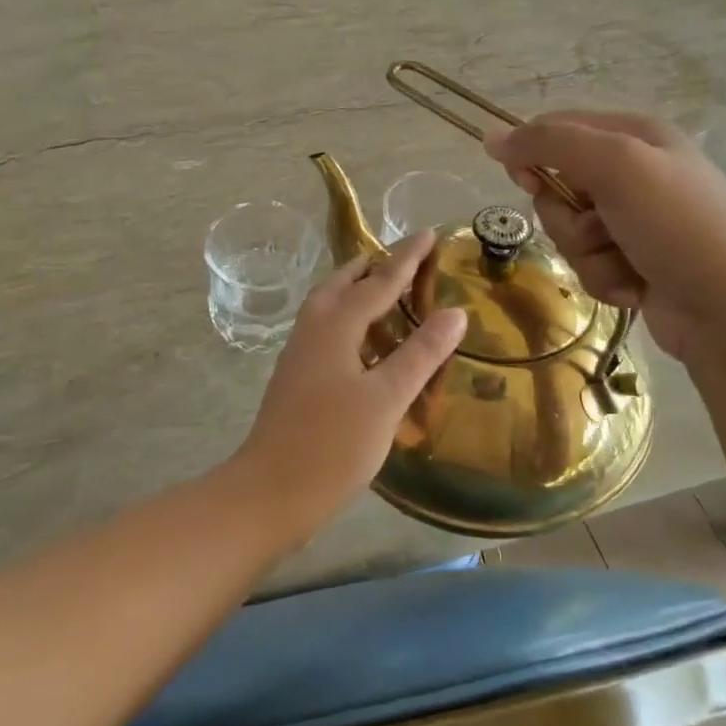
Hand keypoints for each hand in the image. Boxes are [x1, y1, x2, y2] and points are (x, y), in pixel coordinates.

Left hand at [229, 231, 466, 545]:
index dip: (406, 259)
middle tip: (401, 258)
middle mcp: (313, 330)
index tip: (428, 233)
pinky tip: (362, 342)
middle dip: (373, 267)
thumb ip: (420, 353)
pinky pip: (326, 329)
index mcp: (335, 326)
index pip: (379, 282)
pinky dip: (348, 318)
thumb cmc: (332, 444)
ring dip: (356, 291)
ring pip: (329, 306)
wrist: (270, 492)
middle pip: (343, 285)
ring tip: (382, 290)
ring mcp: (299, 354)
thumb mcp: (386, 398)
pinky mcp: (296, 377)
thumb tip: (455, 312)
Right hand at [484, 111, 725, 361]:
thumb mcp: (615, 165)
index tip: (525, 180)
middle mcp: (635, 173)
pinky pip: (589, 264)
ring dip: (588, 253)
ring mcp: (636, 222)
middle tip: (599, 227)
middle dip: (568, 217)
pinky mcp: (635, 262)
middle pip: (558, 187)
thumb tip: (491, 138)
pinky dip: (605, 278)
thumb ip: (549, 144)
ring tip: (625, 262)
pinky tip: (636, 286)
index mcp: (634, 136)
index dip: (532, 154)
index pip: (557, 129)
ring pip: (569, 231)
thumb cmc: (676, 225)